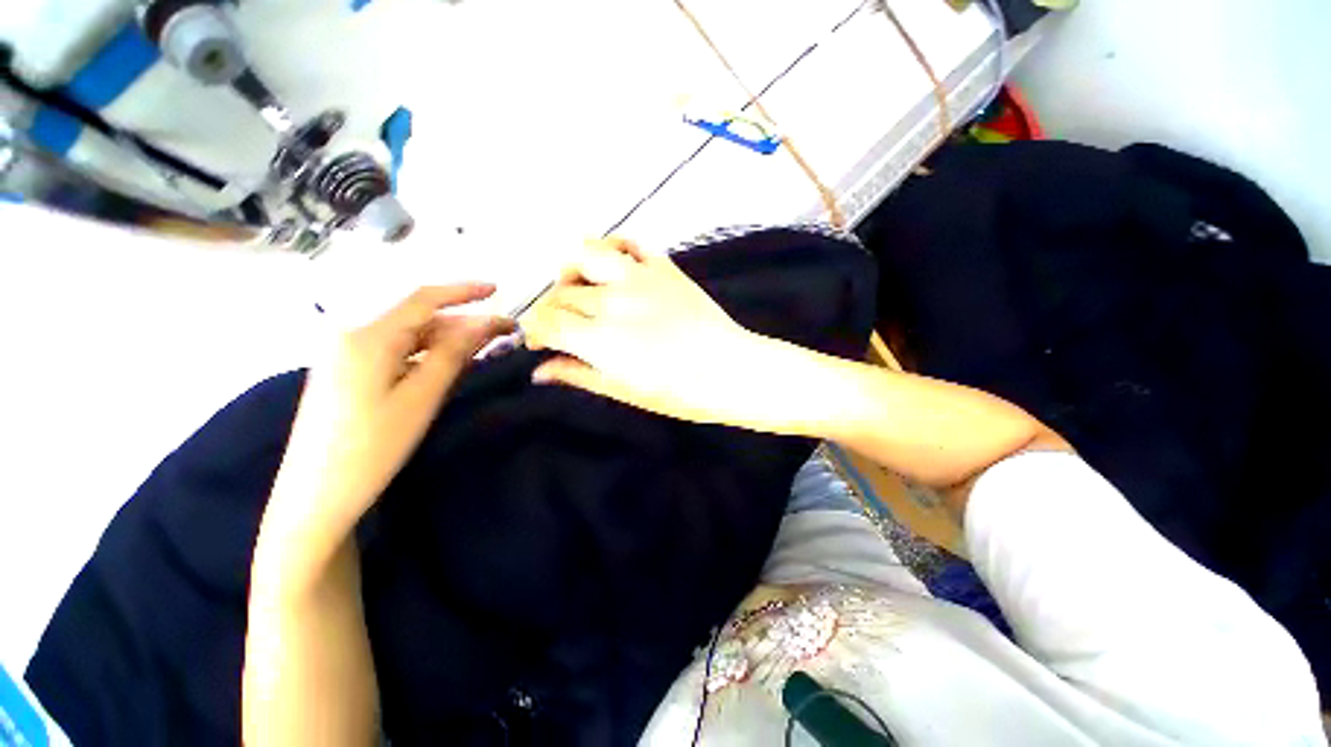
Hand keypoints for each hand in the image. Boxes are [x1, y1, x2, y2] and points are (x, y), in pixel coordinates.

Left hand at [271, 284, 513, 540]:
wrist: (316, 495)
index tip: (497, 290)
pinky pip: (395, 352)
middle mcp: (352, 336)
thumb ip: (453, 353)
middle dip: (462, 322)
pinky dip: (426, 354)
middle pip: (417, 319)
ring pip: (408, 336)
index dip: (463, 291)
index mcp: (367, 337)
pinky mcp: (346, 373)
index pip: (423, 299)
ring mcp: (345, 355)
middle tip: (503, 333)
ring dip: (447, 339)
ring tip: (483, 350)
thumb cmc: (373, 446)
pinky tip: (447, 365)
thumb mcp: (421, 397)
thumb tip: (484, 323)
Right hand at [522, 239, 775, 426]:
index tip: (540, 342)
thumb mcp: (624, 391)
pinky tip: (610, 265)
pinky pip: (627, 244)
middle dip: (552, 310)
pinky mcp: (663, 267)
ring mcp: (639, 277)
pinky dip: (611, 248)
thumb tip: (538, 372)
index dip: (534, 331)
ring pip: (584, 256)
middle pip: (561, 294)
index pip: (545, 322)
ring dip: (573, 272)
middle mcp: (612, 300)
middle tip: (564, 327)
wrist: (729, 369)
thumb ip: (579, 375)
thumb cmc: (678, 392)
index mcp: (600, 338)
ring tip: (581, 290)